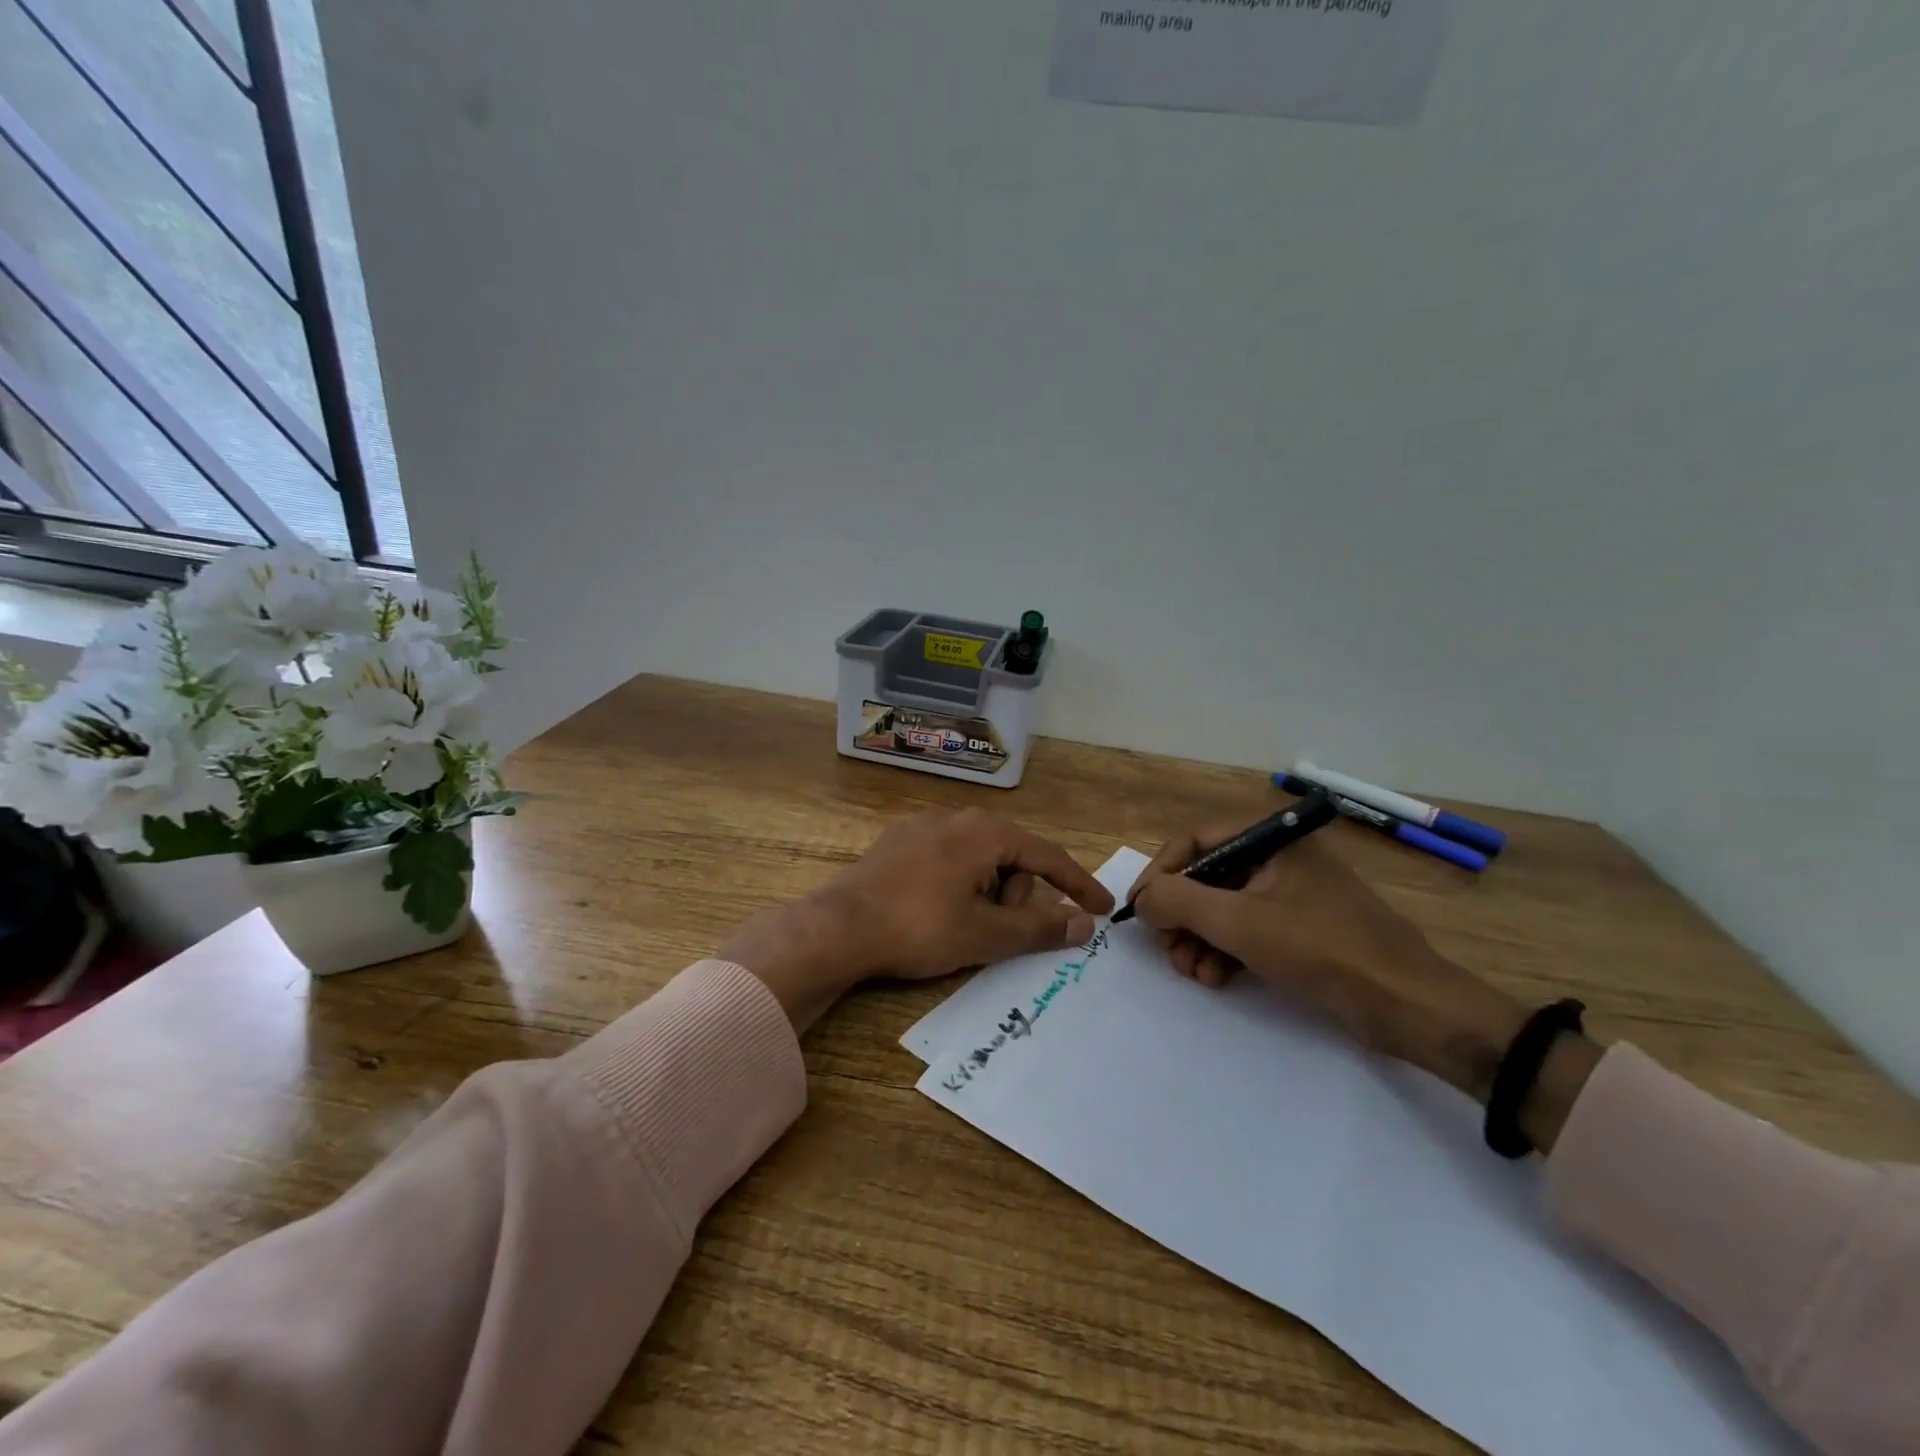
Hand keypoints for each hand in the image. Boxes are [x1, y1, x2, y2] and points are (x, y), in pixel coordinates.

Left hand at [721, 808, 1113, 1032]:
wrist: (837, 928)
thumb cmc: (919, 928)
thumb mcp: (985, 934)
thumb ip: (1039, 928)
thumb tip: (1083, 925)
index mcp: (985, 831)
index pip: (1047, 856)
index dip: (1078, 885)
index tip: (1102, 908)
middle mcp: (957, 817)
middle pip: (1011, 857)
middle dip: (1017, 897)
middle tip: (999, 933)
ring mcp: (923, 826)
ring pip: (978, 859)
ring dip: (987, 893)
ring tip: (962, 927)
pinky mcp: (898, 842)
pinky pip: (948, 860)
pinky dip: (960, 885)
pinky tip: (937, 912)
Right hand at [1129, 816, 1600, 1147]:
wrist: (1408, 1003)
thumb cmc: (1320, 948)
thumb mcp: (1237, 922)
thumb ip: (1178, 901)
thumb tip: (1141, 898)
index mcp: (1270, 838)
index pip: (1194, 842)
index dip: (1160, 874)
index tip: (1139, 911)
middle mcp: (1279, 857)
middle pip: (1207, 877)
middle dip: (1181, 917)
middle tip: (1169, 952)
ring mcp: (1292, 894)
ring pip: (1224, 908)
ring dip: (1199, 940)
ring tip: (1194, 973)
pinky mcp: (1302, 928)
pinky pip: (1248, 929)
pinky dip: (1226, 951)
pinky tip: (1217, 979)